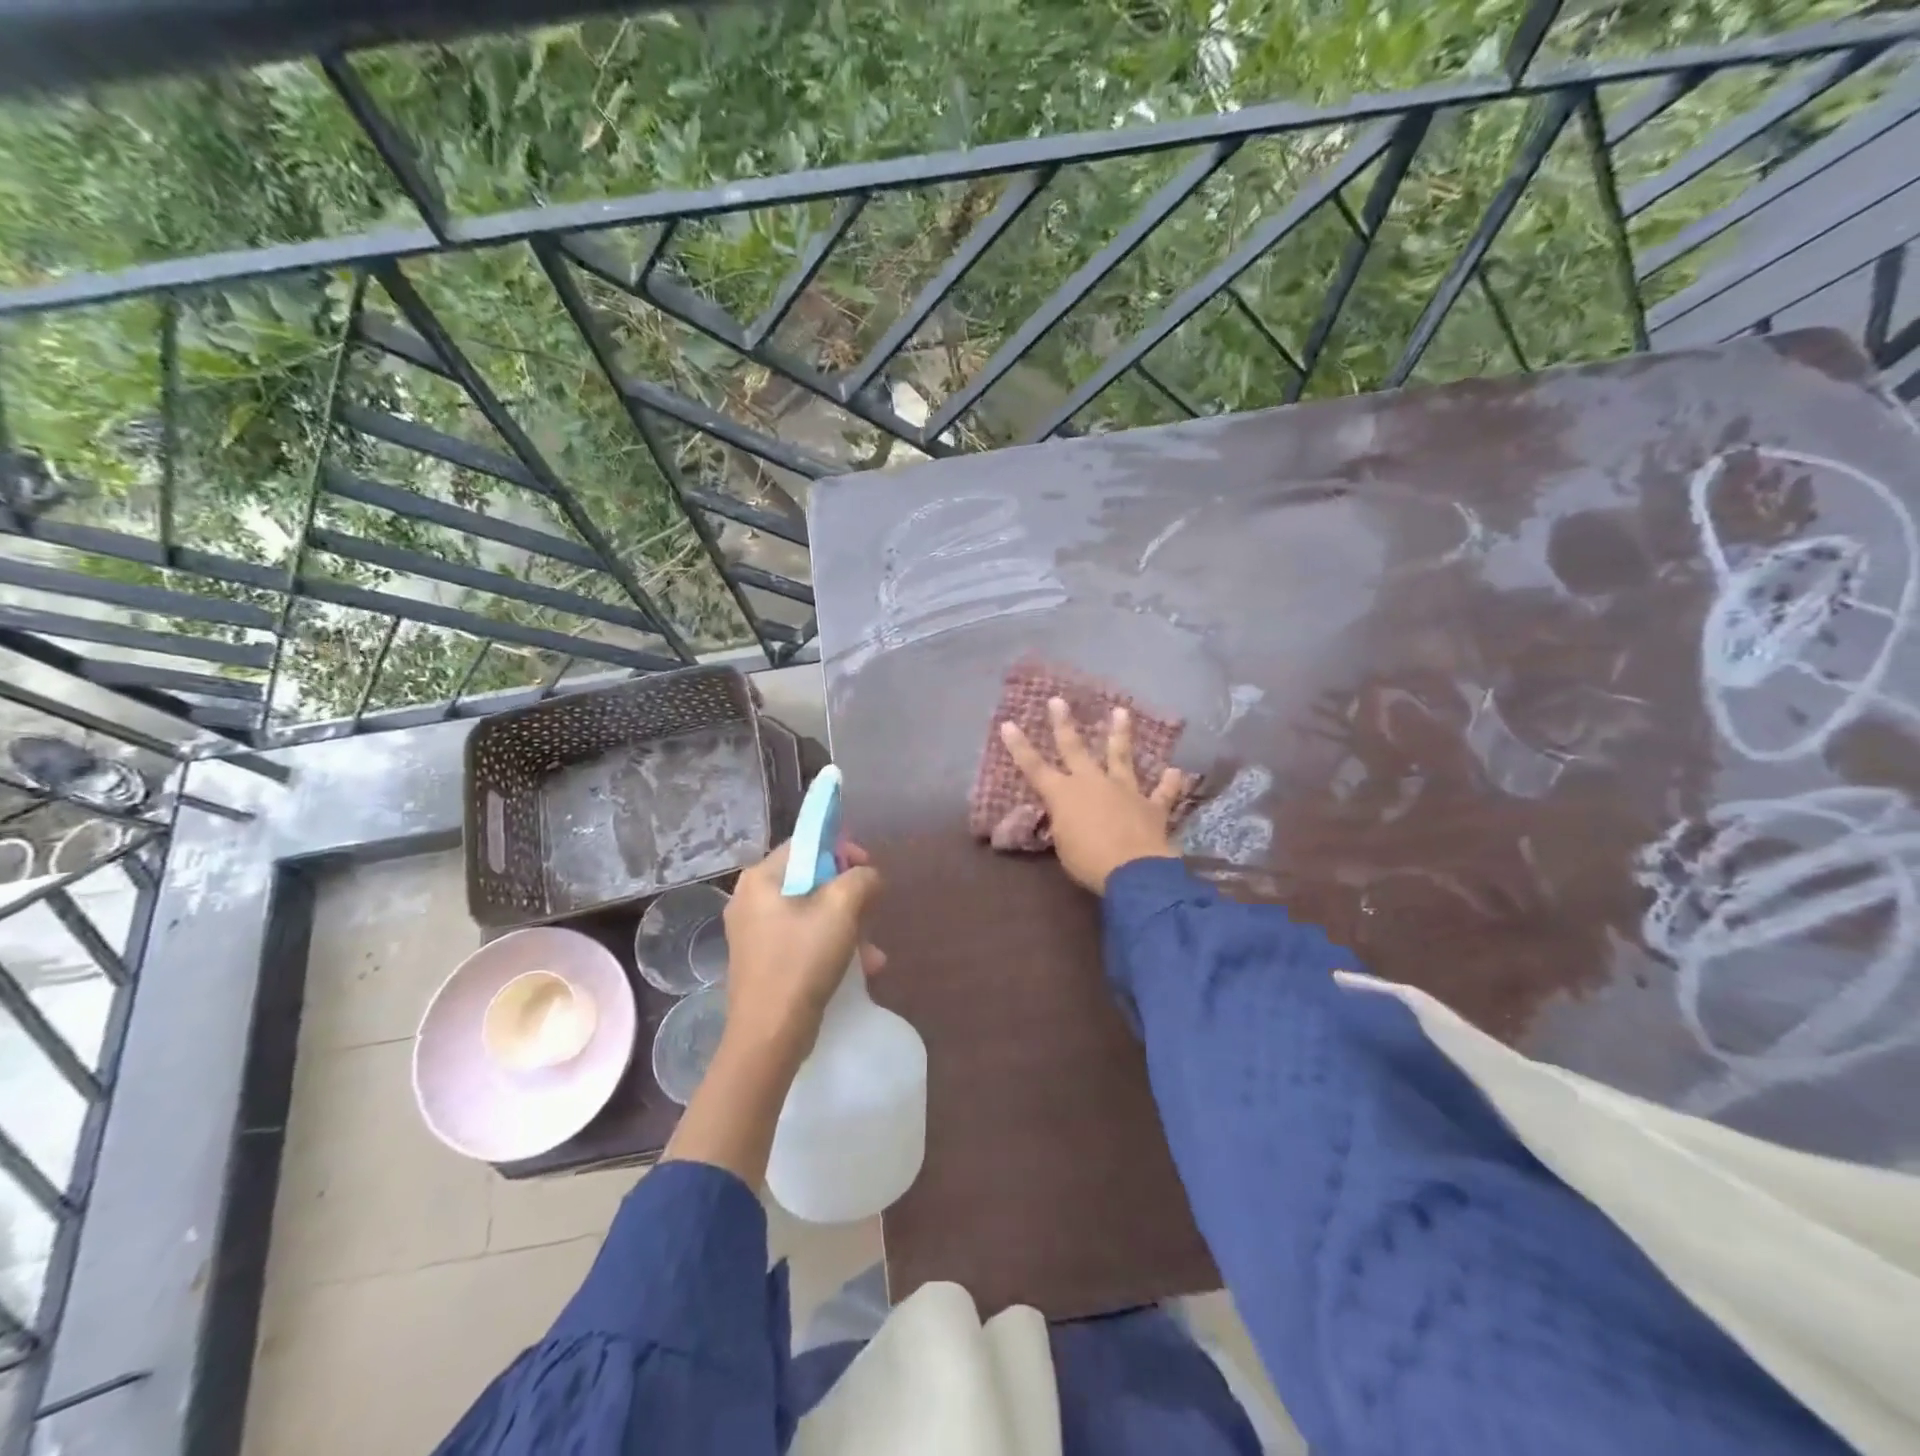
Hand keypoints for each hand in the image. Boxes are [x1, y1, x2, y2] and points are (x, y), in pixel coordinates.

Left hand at [721, 839, 883, 1068]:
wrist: (769, 1035)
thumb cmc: (802, 962)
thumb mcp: (841, 910)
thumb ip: (860, 879)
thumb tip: (868, 875)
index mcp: (761, 878)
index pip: (806, 843)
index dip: (841, 849)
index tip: (867, 869)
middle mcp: (751, 899)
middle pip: (811, 878)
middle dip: (849, 896)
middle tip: (872, 912)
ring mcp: (754, 932)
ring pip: (812, 912)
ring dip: (847, 926)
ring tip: (872, 952)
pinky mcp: (763, 960)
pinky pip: (803, 938)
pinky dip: (831, 946)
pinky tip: (860, 968)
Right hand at [1000, 697, 1186, 892]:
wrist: (1134, 870)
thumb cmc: (1088, 861)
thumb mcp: (1064, 845)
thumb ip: (1066, 823)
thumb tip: (1070, 816)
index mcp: (1063, 795)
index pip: (1034, 767)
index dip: (1020, 747)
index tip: (1009, 724)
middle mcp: (1092, 783)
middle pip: (1075, 748)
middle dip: (1064, 724)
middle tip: (1058, 700)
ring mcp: (1124, 791)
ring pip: (1121, 757)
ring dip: (1121, 734)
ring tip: (1122, 712)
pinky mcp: (1151, 806)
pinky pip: (1162, 793)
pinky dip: (1169, 784)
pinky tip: (1176, 772)